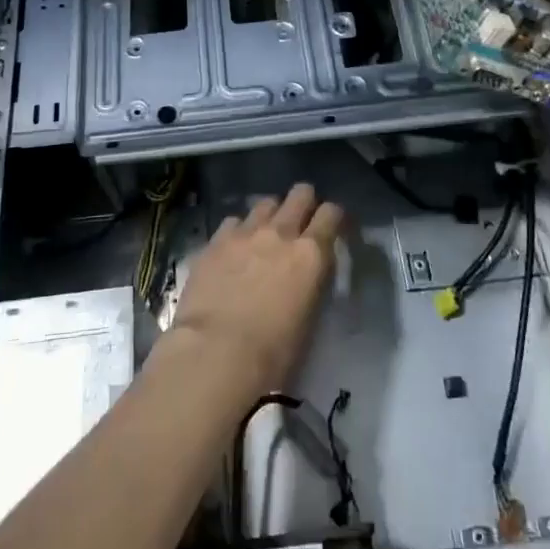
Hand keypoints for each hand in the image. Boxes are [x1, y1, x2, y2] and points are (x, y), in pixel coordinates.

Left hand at [168, 183, 344, 398]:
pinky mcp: (216, 241)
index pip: (331, 214)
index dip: (333, 217)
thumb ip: (311, 285)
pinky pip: (233, 221)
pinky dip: (239, 230)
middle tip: (301, 220)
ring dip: (270, 215)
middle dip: (304, 202)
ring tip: (265, 234)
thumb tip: (307, 275)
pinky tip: (234, 248)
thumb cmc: (272, 353)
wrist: (215, 352)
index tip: (332, 227)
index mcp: (311, 255)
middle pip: (300, 195)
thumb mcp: (308, 320)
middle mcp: (281, 233)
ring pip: (265, 203)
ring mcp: (245, 232)